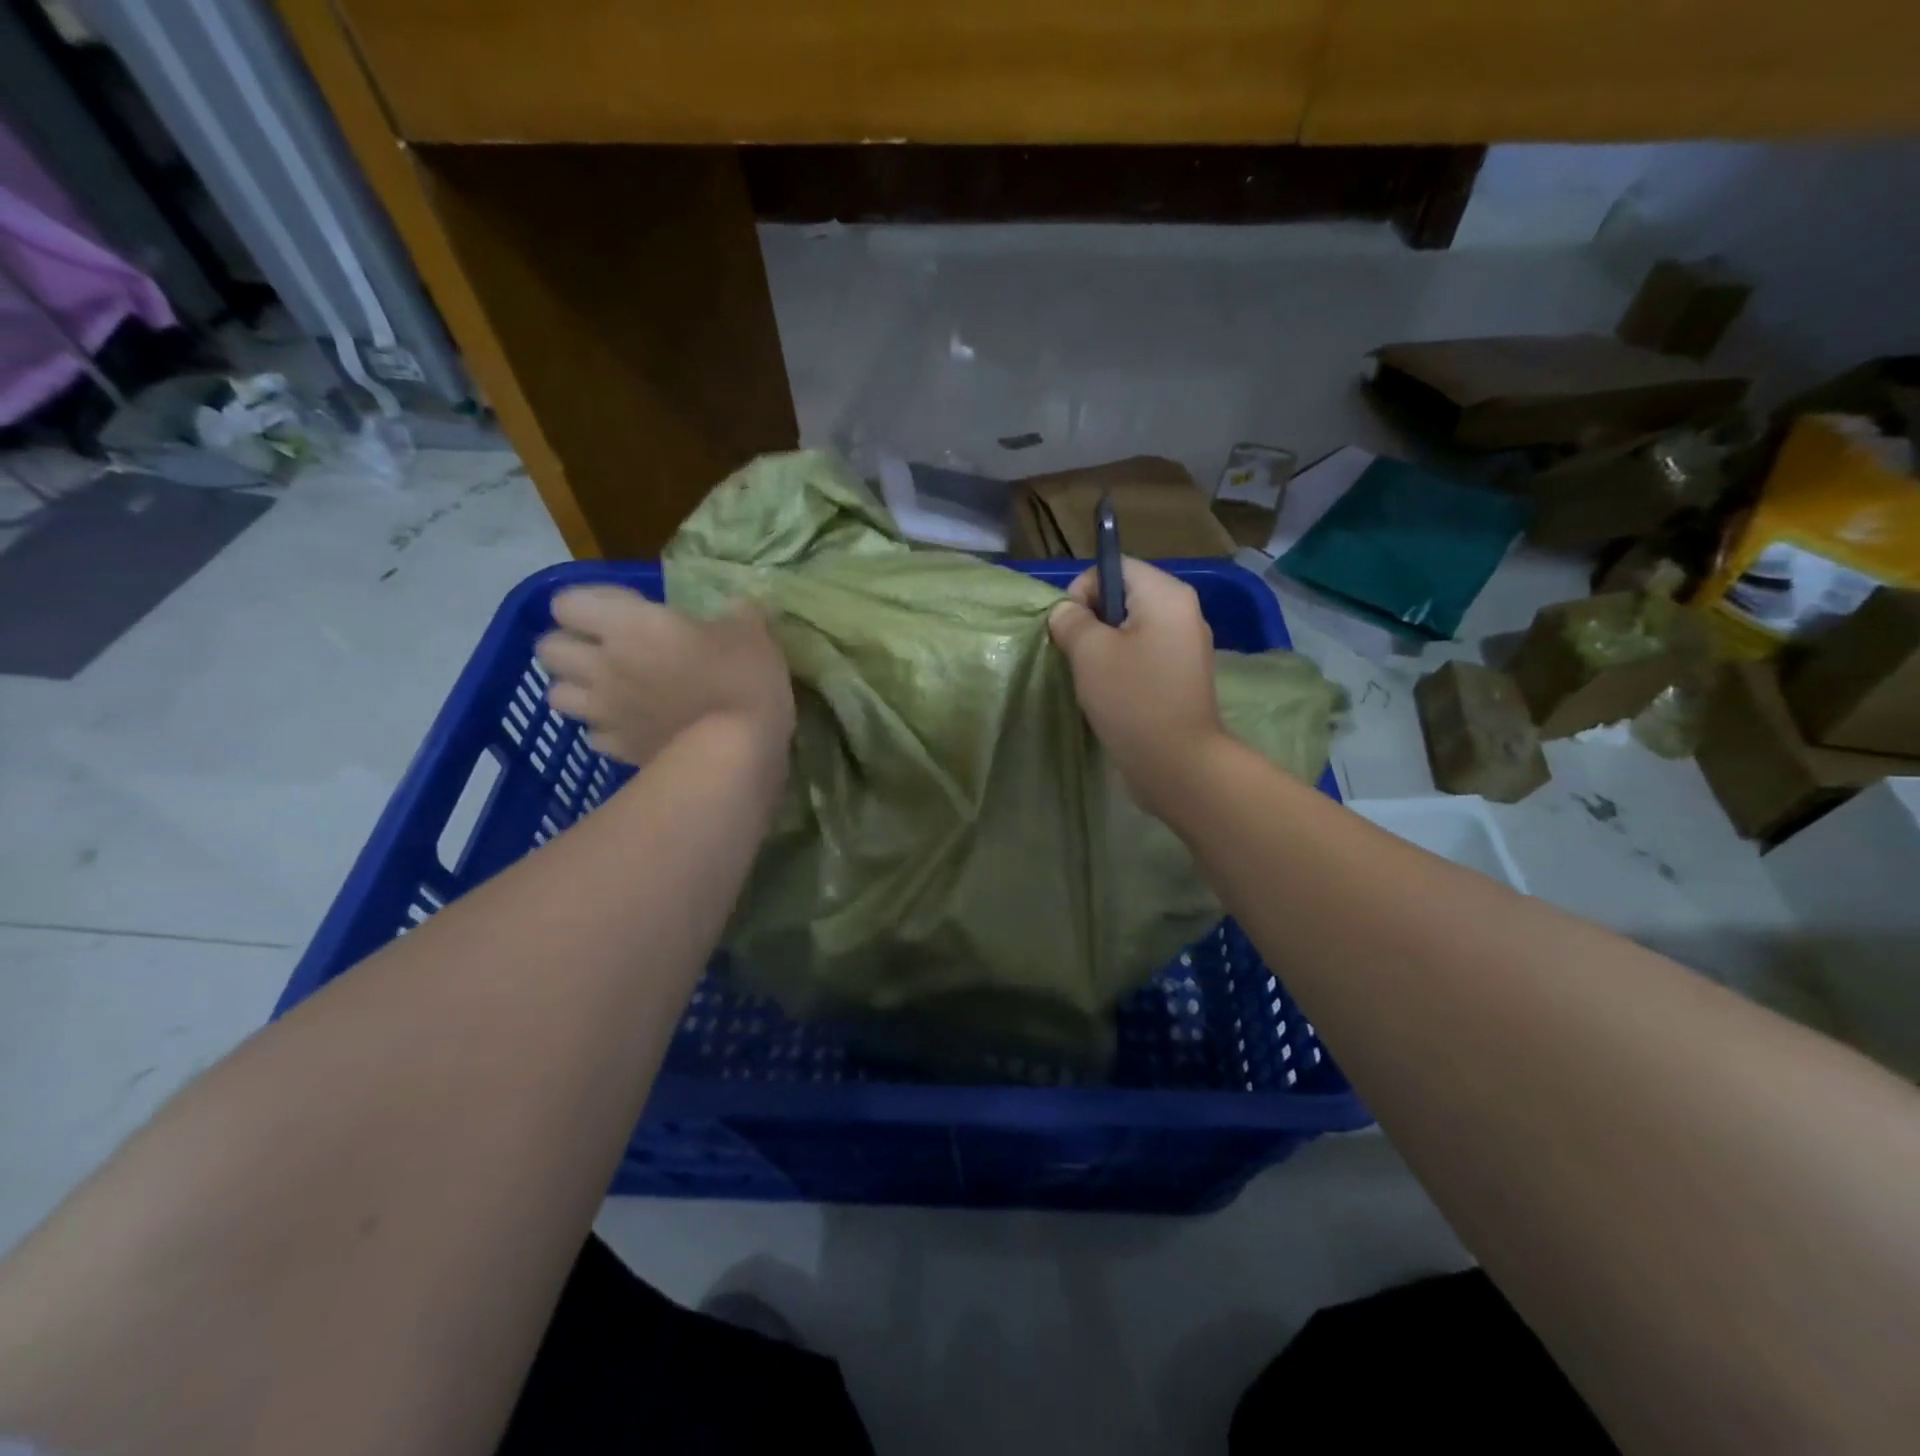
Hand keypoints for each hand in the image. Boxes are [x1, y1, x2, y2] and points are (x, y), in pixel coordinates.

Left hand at [536, 586, 794, 769]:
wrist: (735, 755)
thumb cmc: (741, 681)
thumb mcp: (753, 634)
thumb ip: (739, 614)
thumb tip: (740, 605)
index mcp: (628, 625)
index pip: (567, 602)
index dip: (591, 602)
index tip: (628, 608)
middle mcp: (602, 665)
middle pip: (548, 648)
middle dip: (571, 645)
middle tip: (611, 648)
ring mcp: (605, 712)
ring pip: (557, 695)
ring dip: (578, 688)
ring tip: (612, 689)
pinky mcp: (617, 750)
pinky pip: (592, 735)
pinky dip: (606, 729)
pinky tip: (634, 726)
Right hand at [1047, 558, 1226, 814]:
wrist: (1178, 763)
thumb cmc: (1132, 699)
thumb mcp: (1089, 652)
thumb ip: (1071, 620)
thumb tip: (1066, 613)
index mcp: (1166, 595)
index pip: (1114, 567)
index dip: (1083, 590)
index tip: (1070, 628)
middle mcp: (1183, 612)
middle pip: (1123, 596)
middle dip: (1091, 621)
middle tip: (1077, 656)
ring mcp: (1186, 646)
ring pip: (1131, 629)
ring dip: (1103, 648)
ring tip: (1092, 679)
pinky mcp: (1181, 677)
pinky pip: (1143, 655)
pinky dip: (1121, 667)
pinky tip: (1110, 694)